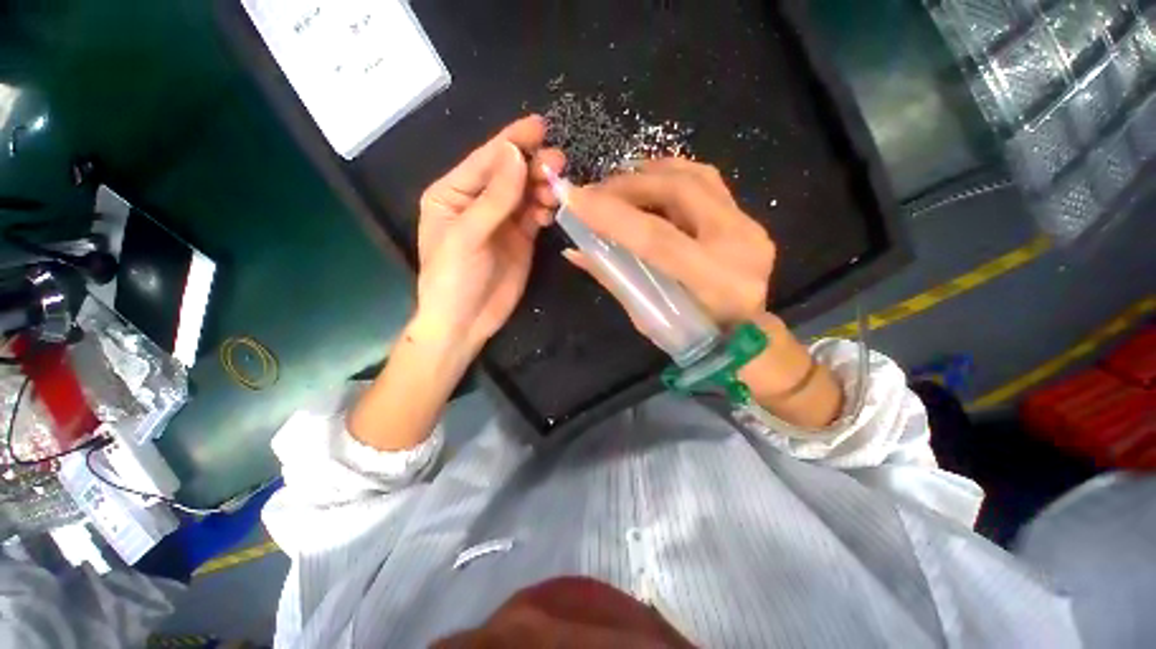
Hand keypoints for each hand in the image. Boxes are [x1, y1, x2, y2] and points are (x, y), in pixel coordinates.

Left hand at [416, 115, 564, 353]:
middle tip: (558, 163)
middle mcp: (479, 202)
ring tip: (558, 190)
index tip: (539, 126)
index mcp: (453, 194)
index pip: (485, 161)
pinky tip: (553, 210)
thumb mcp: (467, 236)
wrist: (466, 321)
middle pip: (510, 174)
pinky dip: (546, 209)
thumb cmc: (453, 278)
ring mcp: (502, 221)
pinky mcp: (521, 239)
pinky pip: (536, 215)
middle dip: (533, 165)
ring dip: (543, 187)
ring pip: (526, 193)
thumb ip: (494, 198)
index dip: (511, 142)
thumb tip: (515, 154)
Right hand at [565, 158, 774, 326]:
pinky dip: (671, 175)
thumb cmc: (691, 336)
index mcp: (714, 284)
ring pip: (695, 176)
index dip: (613, 216)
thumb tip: (574, 251)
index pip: (657, 239)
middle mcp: (739, 246)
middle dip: (628, 185)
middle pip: (679, 192)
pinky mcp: (747, 217)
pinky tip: (648, 181)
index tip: (574, 199)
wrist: (744, 335)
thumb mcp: (647, 315)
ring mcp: (750, 226)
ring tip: (617, 183)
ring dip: (649, 173)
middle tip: (594, 191)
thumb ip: (615, 277)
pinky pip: (706, 181)